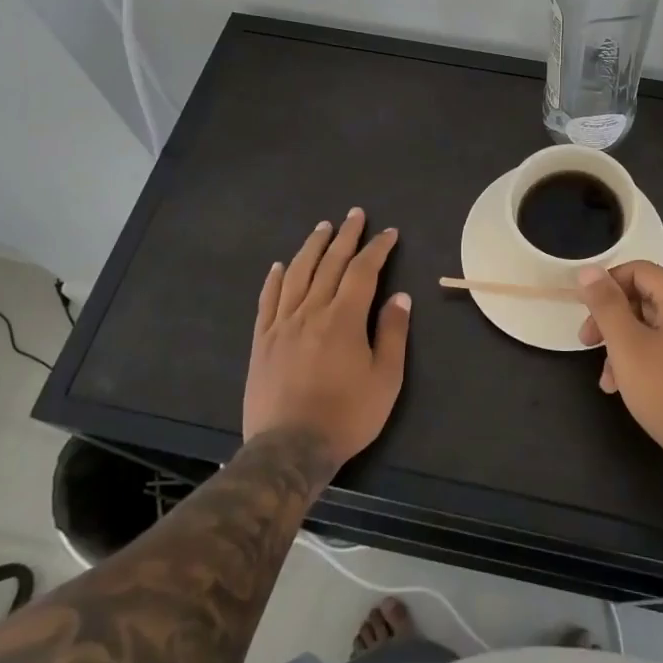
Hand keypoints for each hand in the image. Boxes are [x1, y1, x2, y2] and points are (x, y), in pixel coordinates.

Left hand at [243, 209, 410, 469]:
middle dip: (346, 236)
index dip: (377, 249)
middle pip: (329, 264)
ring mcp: (282, 324)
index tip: (389, 233)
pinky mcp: (262, 341)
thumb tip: (400, 296)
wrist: (289, 448)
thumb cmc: (346, 415)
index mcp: (344, 318)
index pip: (363, 271)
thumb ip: (392, 334)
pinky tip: (280, 266)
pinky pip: (268, 300)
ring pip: (297, 274)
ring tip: (322, 228)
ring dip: (312, 248)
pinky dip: (275, 279)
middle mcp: (311, 311)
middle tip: (355, 215)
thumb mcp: (385, 379)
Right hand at [577, 262, 662, 477]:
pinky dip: (648, 360)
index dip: (606, 287)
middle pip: (648, 299)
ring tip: (607, 380)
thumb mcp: (627, 345)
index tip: (584, 314)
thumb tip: (589, 270)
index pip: (638, 271)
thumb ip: (606, 305)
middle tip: (588, 345)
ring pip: (658, 328)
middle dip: (613, 321)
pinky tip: (631, 389)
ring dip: (626, 346)